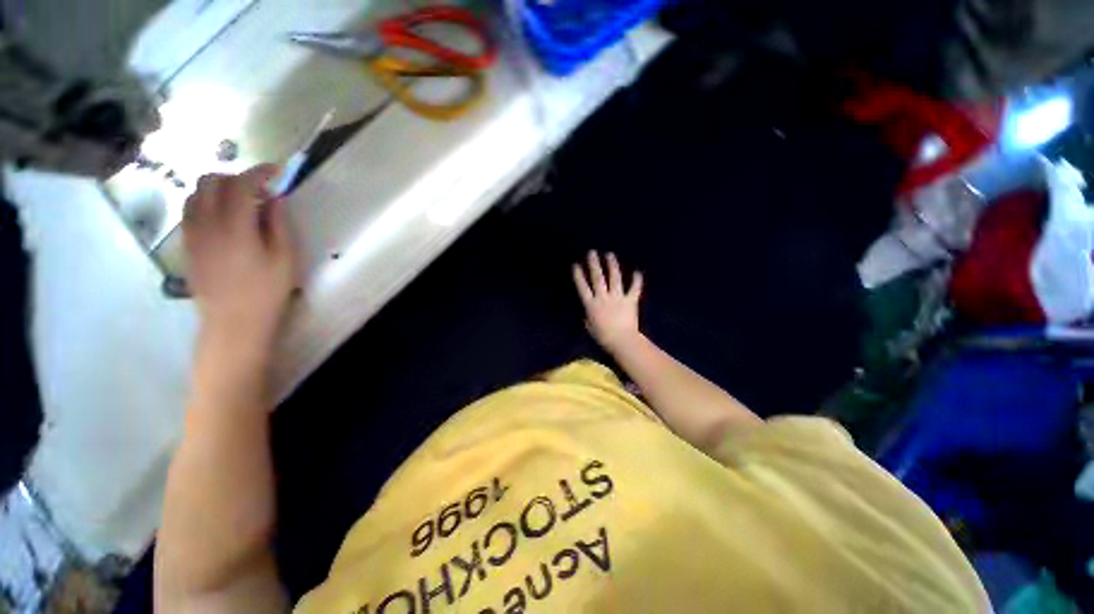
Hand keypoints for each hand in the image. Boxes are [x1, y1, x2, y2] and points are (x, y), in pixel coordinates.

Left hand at [183, 165, 298, 349]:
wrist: (233, 322)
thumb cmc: (267, 291)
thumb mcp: (285, 258)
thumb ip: (279, 224)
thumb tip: (275, 199)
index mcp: (235, 227)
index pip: (241, 185)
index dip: (259, 172)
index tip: (277, 171)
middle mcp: (206, 223)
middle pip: (211, 182)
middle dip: (236, 177)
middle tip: (259, 190)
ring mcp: (192, 233)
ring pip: (196, 194)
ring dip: (219, 189)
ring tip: (241, 202)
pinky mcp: (187, 244)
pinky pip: (190, 211)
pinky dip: (206, 203)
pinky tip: (224, 217)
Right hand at [573, 251, 643, 351]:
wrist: (622, 341)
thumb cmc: (603, 336)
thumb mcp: (589, 327)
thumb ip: (587, 316)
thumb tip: (587, 311)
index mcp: (591, 304)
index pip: (583, 287)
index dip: (579, 275)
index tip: (576, 264)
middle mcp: (603, 297)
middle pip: (597, 278)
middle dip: (594, 264)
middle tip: (592, 252)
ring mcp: (618, 298)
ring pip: (614, 278)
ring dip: (612, 265)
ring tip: (610, 255)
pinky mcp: (630, 300)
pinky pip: (634, 288)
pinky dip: (637, 280)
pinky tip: (637, 271)